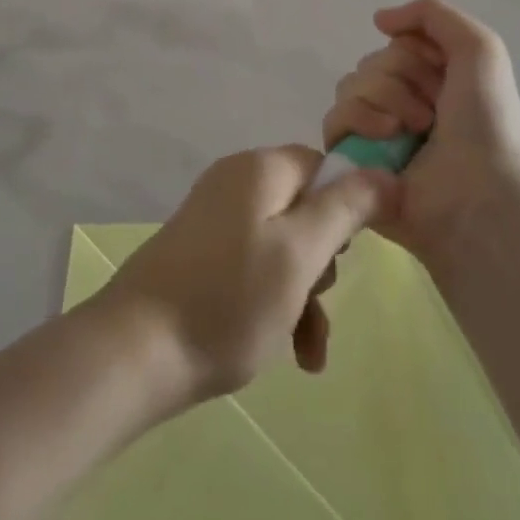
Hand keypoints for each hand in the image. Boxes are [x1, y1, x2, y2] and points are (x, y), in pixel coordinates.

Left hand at [96, 146, 393, 408]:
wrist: (134, 353)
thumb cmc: (228, 300)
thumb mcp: (300, 253)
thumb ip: (345, 208)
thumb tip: (386, 172)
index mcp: (260, 169)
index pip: (324, 167)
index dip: (346, 207)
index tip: (345, 255)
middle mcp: (236, 183)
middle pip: (305, 209)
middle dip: (322, 262)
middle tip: (317, 300)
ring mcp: (214, 219)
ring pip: (283, 246)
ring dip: (304, 294)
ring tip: (304, 350)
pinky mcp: (201, 254)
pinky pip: (254, 266)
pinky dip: (275, 302)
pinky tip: (288, 352)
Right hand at [322, 0, 519, 268]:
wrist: (477, 190)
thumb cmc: (485, 121)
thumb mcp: (480, 47)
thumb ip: (432, 13)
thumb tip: (379, 20)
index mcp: (431, 82)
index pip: (396, 44)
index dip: (415, 53)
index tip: (442, 74)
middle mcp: (401, 104)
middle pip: (371, 62)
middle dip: (399, 78)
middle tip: (432, 112)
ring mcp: (374, 134)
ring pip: (349, 86)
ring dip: (382, 99)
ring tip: (412, 131)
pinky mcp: (351, 161)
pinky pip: (334, 119)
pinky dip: (359, 120)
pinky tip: (386, 138)